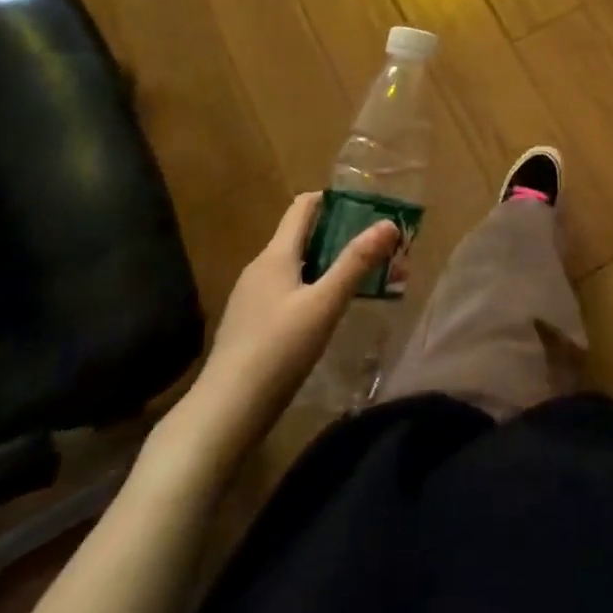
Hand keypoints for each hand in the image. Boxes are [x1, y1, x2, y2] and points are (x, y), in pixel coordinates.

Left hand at [164, 193, 398, 469]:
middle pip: (302, 237)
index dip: (334, 200)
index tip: (367, 207)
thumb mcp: (324, 304)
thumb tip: (388, 223)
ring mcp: (251, 298)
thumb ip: (356, 263)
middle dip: (339, 237)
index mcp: (275, 255)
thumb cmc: (277, 350)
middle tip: (376, 248)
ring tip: (361, 280)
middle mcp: (260, 268)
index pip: (303, 207)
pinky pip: (286, 292)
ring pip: (295, 267)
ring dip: (327, 266)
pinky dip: (311, 290)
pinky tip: (327, 314)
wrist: (224, 413)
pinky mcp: (250, 325)